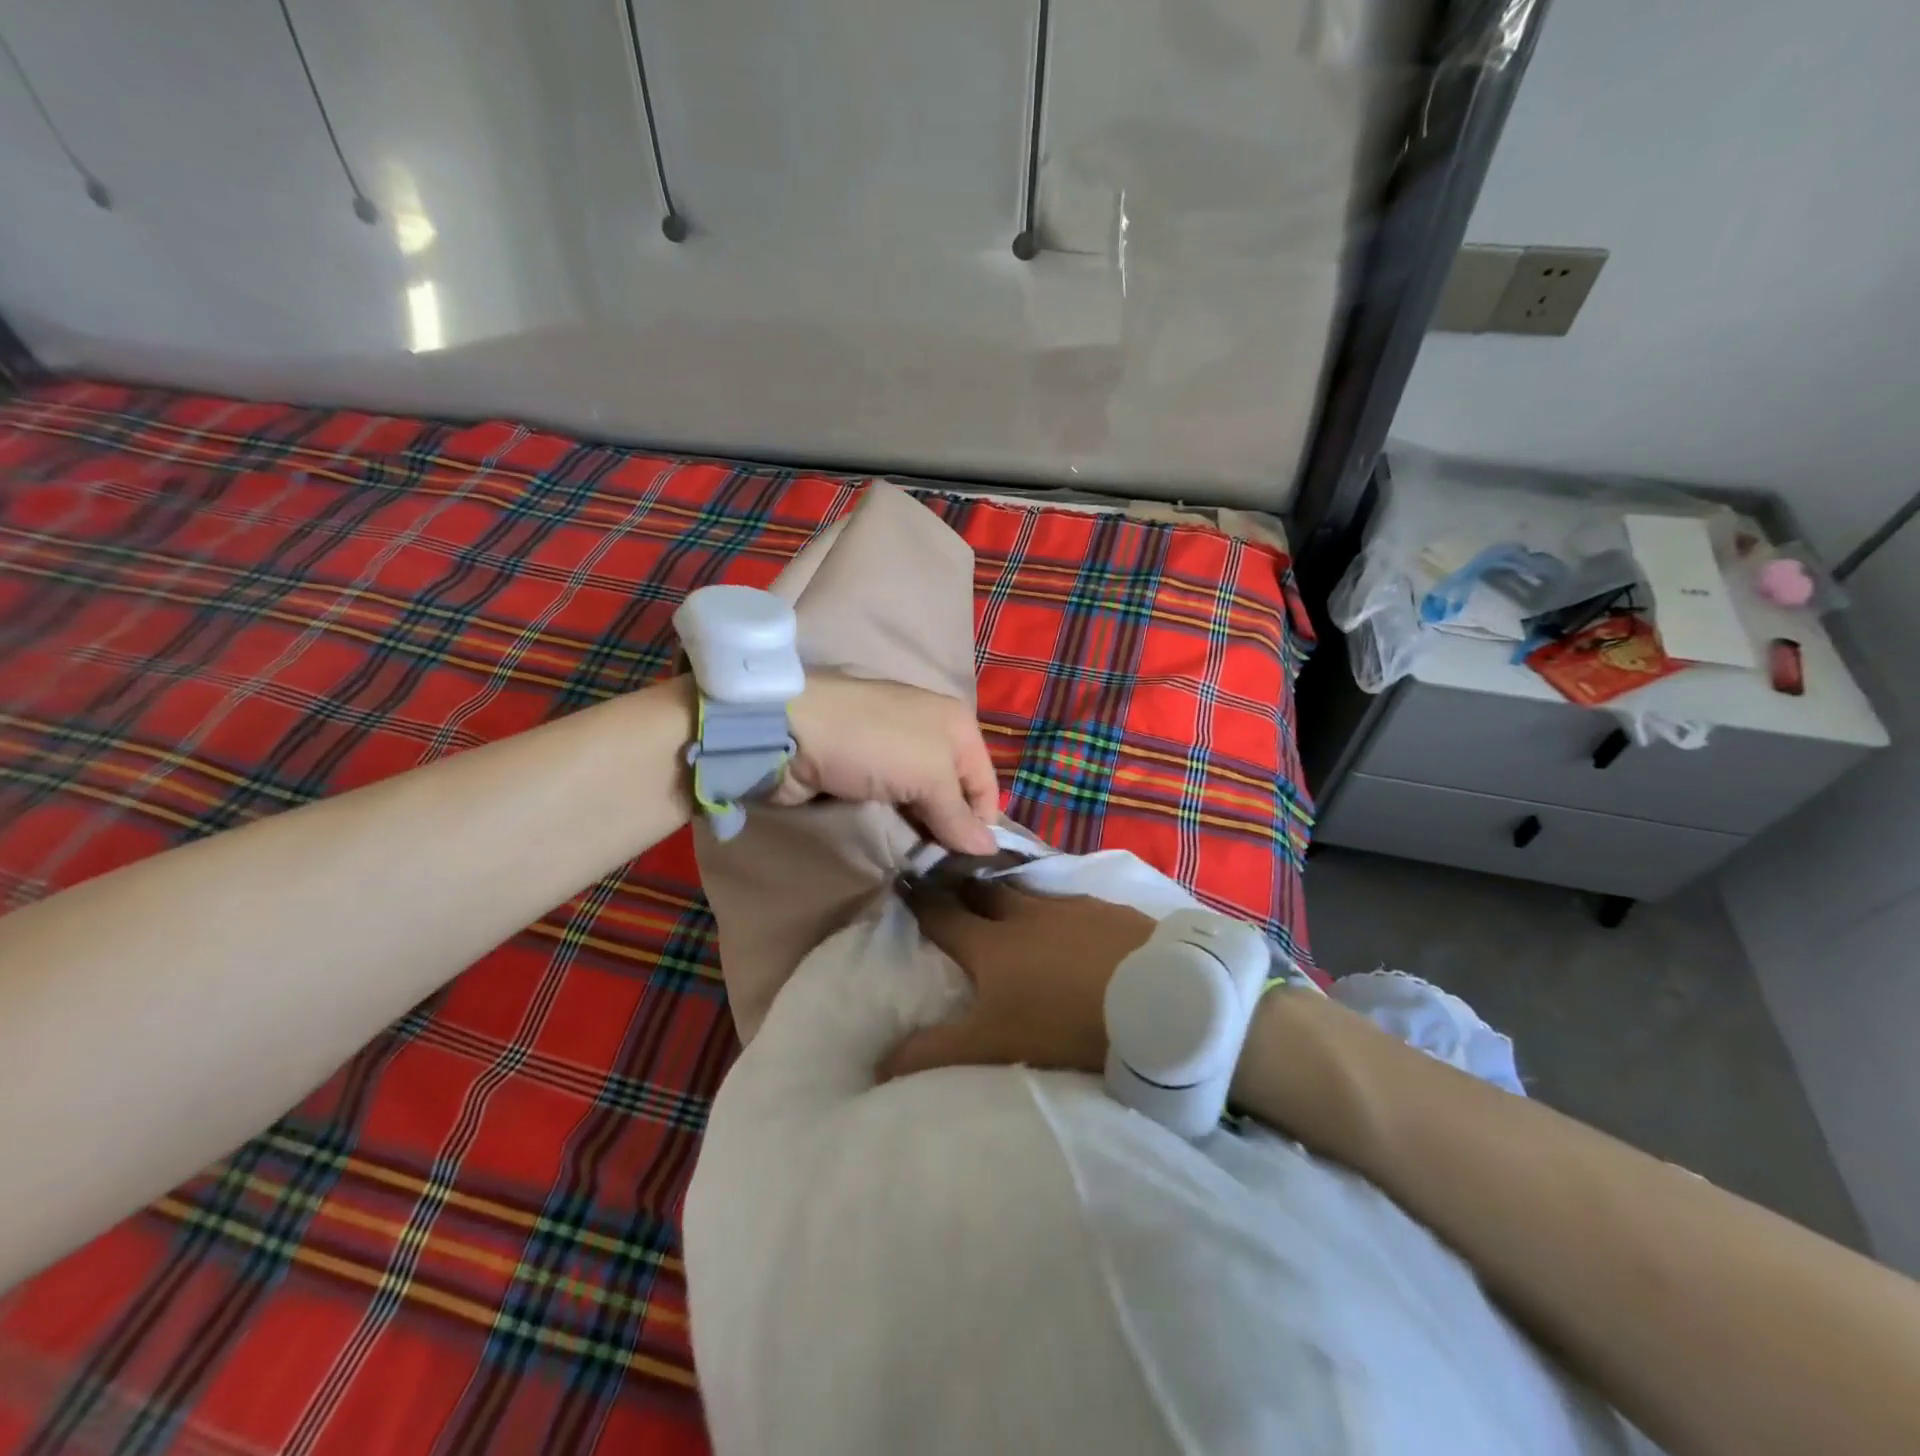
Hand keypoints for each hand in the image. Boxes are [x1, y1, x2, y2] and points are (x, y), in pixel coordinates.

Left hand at [774, 673, 1000, 854]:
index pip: (985, 782)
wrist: (794, 730)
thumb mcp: (930, 778)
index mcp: (957, 724)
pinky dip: (897, 820)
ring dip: (923, 828)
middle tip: (946, 868)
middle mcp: (932, 733)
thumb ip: (959, 816)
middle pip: (954, 791)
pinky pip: (892, 801)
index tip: (972, 863)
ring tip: (923, 863)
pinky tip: (896, 842)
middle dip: (952, 827)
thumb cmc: (876, 745)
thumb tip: (991, 849)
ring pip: (922, 799)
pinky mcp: (864, 769)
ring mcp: (895, 750)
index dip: (983, 822)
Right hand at [880, 880, 1154, 1079]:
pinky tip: (1076, 926)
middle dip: (965, 889)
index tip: (903, 883)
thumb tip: (877, 1063)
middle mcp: (1027, 914)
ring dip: (1014, 897)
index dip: (919, 901)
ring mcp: (1073, 907)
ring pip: (1031, 893)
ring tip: (1009, 906)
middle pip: (985, 892)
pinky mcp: (1114, 911)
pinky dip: (1063, 911)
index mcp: (991, 944)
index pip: (941, 914)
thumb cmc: (1065, 1024)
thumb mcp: (992, 1049)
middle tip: (954, 888)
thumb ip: (933, 1055)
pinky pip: (1076, 903)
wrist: (1159, 1002)